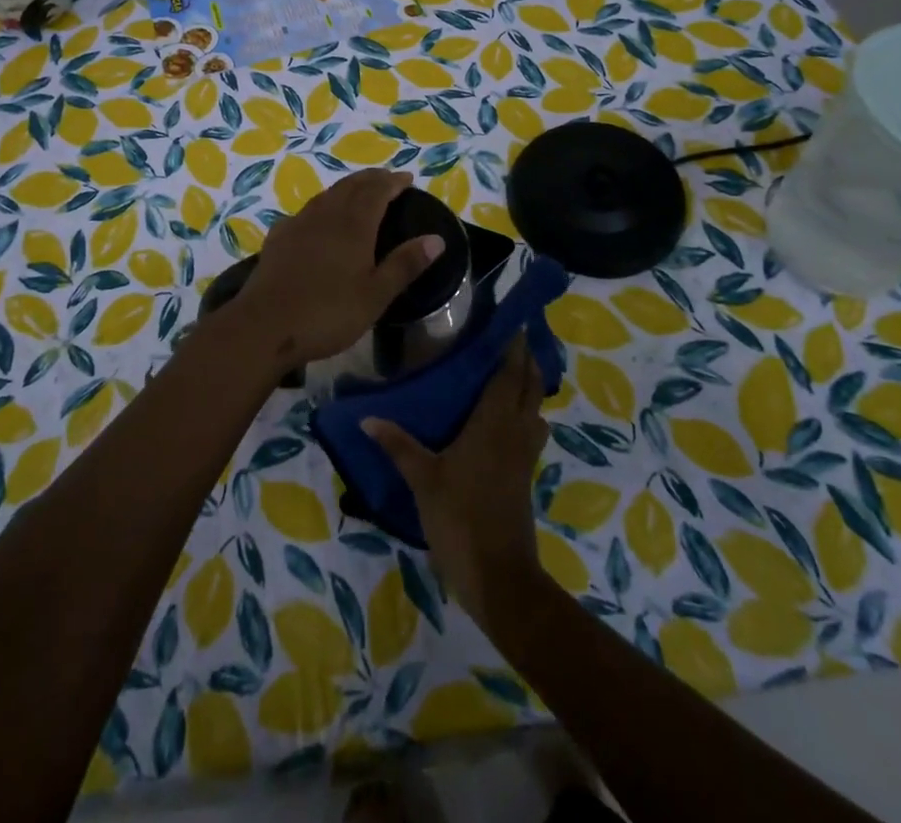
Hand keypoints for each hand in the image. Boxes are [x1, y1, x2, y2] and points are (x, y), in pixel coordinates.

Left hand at [227, 169, 443, 374]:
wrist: (264, 326)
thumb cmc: (327, 313)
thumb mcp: (375, 295)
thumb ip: (405, 264)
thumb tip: (437, 239)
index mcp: (353, 225)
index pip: (377, 191)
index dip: (393, 182)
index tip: (408, 179)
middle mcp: (326, 215)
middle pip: (351, 186)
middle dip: (372, 179)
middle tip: (388, 179)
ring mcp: (298, 224)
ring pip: (327, 195)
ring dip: (347, 188)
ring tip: (359, 192)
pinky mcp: (278, 238)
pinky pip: (306, 211)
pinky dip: (322, 206)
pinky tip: (319, 219)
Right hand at [363, 336, 549, 630]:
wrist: (499, 577)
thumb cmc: (460, 519)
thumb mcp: (423, 480)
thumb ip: (397, 445)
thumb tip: (366, 417)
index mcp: (493, 425)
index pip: (508, 375)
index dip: (514, 348)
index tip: (515, 322)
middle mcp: (514, 433)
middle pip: (529, 387)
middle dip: (526, 360)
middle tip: (515, 337)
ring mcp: (524, 456)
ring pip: (534, 409)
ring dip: (530, 386)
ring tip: (513, 371)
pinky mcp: (525, 476)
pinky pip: (531, 431)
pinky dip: (526, 413)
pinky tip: (507, 420)